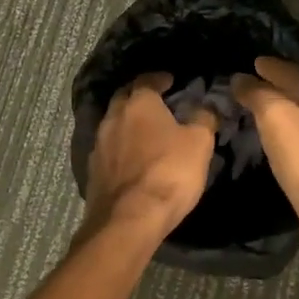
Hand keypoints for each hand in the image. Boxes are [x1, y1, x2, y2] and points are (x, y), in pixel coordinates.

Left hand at [83, 73, 217, 238]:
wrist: (128, 220)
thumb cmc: (168, 173)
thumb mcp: (199, 143)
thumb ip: (203, 119)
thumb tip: (205, 107)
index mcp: (138, 104)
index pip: (146, 80)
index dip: (160, 78)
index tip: (171, 81)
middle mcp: (113, 118)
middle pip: (124, 98)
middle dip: (139, 96)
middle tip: (156, 101)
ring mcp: (99, 145)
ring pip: (113, 123)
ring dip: (128, 123)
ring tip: (145, 130)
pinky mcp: (93, 171)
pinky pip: (109, 149)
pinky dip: (120, 147)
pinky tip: (132, 157)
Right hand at [232, 57, 298, 275]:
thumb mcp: (277, 117)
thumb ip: (259, 96)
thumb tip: (242, 79)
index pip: (297, 75)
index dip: (275, 68)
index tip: (256, 62)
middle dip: (283, 89)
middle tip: (258, 85)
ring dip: (288, 115)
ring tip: (265, 115)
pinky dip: (291, 141)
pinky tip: (281, 148)